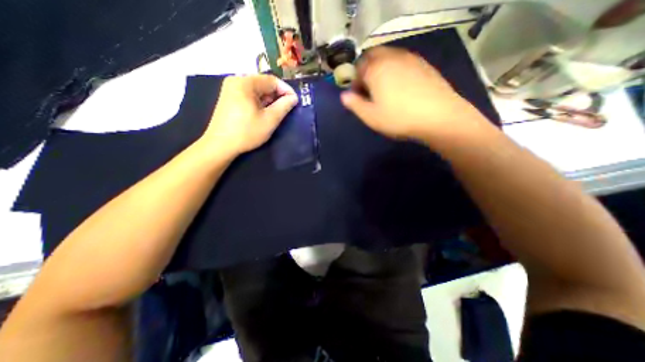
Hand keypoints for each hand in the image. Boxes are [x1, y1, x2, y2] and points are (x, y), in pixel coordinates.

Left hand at [200, 74, 296, 155]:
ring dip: (269, 99)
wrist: (220, 145)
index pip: (272, 80)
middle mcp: (236, 80)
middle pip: (264, 83)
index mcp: (245, 82)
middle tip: (286, 109)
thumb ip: (284, 106)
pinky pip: (249, 95)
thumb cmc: (247, 132)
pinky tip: (263, 112)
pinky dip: (259, 102)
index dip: (286, 90)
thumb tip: (294, 97)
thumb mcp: (269, 120)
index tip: (295, 102)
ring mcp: (231, 88)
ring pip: (257, 90)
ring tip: (276, 112)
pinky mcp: (229, 97)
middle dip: (277, 95)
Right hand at [342, 47, 483, 142]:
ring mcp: (410, 59)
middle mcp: (392, 58)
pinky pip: (404, 61)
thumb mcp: (371, 117)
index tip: (358, 95)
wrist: (439, 117)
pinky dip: (397, 70)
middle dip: (367, 70)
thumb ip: (355, 105)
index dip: (355, 81)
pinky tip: (402, 87)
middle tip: (370, 89)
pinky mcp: (424, 65)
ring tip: (385, 89)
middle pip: (373, 56)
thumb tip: (344, 96)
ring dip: (382, 69)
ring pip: (389, 57)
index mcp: (376, 69)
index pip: (358, 67)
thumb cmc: (399, 118)